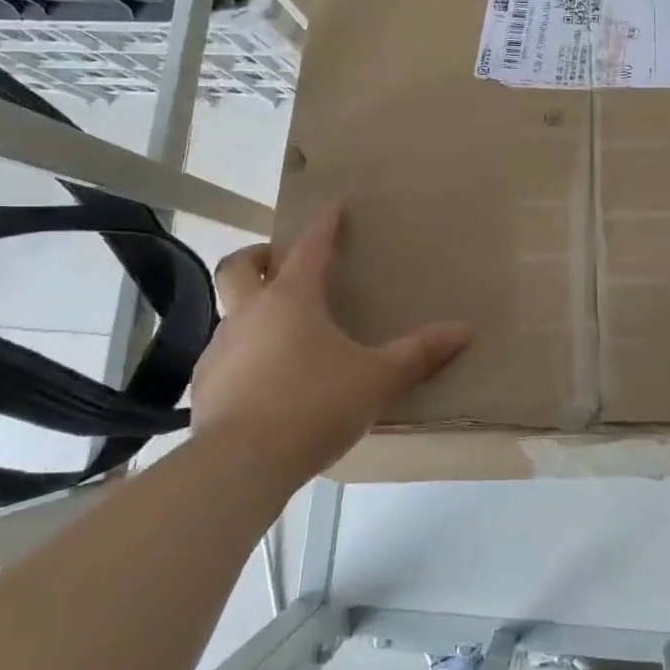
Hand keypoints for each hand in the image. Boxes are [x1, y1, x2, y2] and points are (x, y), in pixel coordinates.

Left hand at [192, 203, 470, 481]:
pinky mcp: (205, 387)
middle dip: (258, 256)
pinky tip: (262, 383)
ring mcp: (220, 349)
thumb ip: (419, 353)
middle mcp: (249, 314)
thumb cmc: (315, 405)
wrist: (242, 463)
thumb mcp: (378, 379)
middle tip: (278, 261)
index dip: (323, 225)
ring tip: (280, 334)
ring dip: (250, 311)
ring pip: (229, 313)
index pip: (309, 249)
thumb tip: (464, 329)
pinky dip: (243, 356)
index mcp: (292, 300)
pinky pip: (225, 357)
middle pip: (239, 267)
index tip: (332, 206)